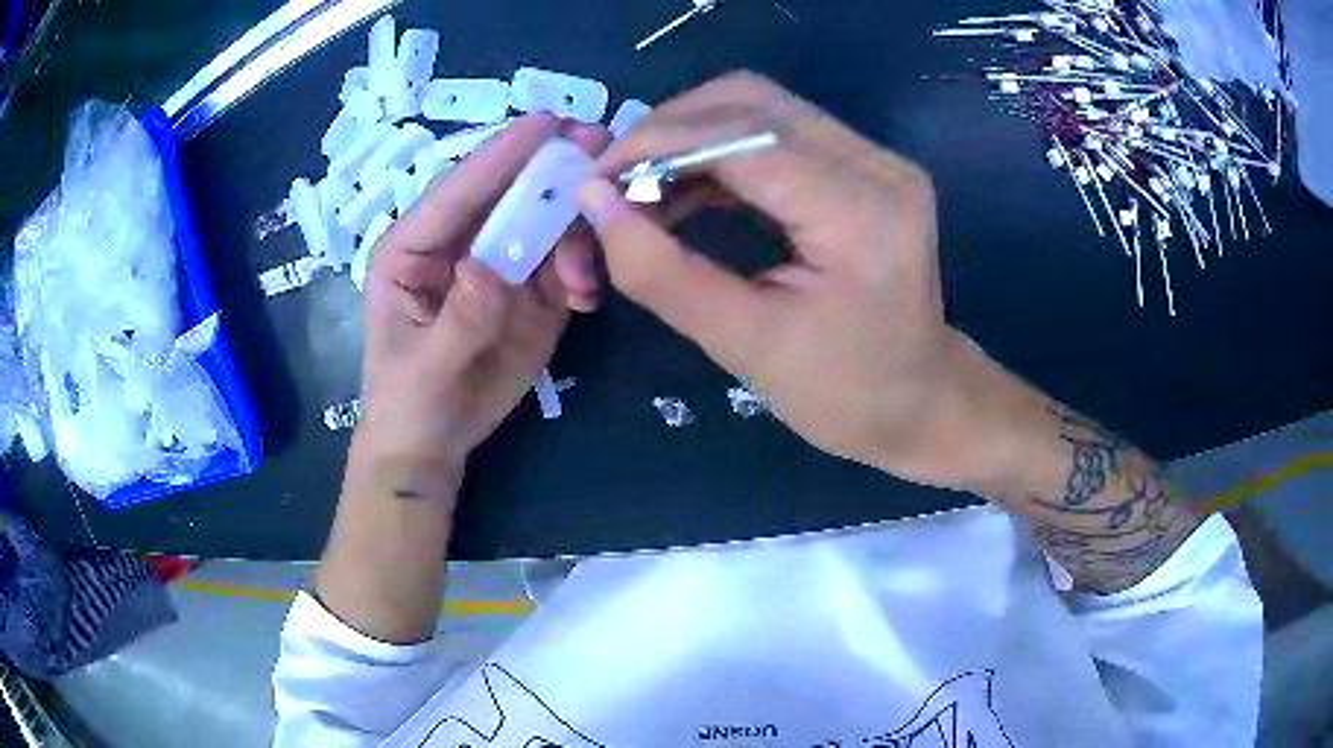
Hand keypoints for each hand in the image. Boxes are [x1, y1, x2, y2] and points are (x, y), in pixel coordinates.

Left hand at [357, 114, 609, 487]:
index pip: (457, 192)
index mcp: (413, 248)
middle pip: (507, 193)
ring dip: (575, 231)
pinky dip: (584, 271)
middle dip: (552, 171)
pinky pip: (564, 264)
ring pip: (544, 224)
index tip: (548, 123)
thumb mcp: (426, 368)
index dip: (501, 155)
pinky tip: (587, 296)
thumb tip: (488, 269)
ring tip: (584, 273)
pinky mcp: (530, 292)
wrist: (434, 445)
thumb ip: (459, 319)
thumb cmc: (409, 404)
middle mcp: (458, 244)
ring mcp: (498, 265)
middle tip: (600, 145)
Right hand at [578, 72, 977, 486]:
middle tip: (614, 186)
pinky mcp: (861, 167)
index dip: (654, 147)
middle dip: (664, 133)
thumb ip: (663, 273)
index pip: (740, 138)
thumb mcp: (747, 346)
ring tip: (641, 192)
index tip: (591, 184)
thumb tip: (595, 204)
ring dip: (686, 138)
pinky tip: (683, 192)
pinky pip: (772, 133)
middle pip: (747, 100)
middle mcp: (876, 163)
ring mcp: (874, 158)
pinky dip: (715, 153)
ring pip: (756, 107)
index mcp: (861, 210)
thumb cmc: (847, 395)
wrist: (924, 404)